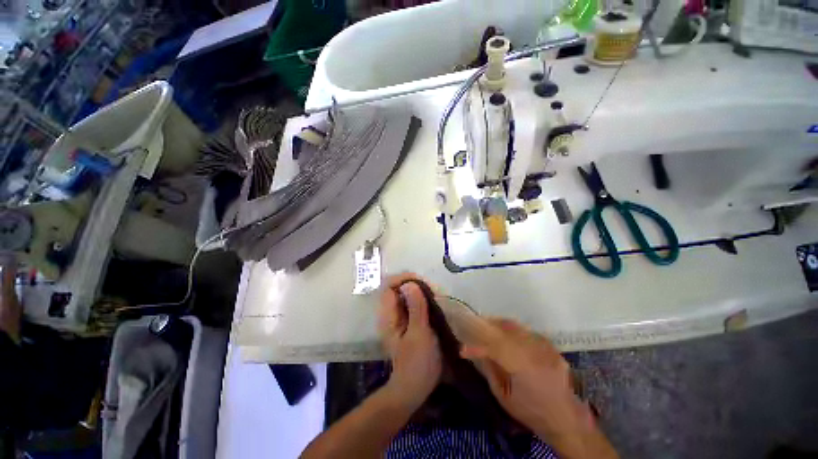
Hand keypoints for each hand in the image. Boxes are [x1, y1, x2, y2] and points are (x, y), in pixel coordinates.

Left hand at [378, 274, 441, 409]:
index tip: (422, 281)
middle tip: (433, 289)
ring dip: (420, 292)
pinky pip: (413, 304)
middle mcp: (390, 314)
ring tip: (436, 295)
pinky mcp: (407, 323)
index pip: (389, 286)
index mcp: (388, 316)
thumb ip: (415, 308)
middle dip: (414, 284)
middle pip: (398, 289)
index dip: (404, 279)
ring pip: (406, 296)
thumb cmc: (417, 363)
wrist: (415, 388)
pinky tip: (434, 304)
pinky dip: (423, 300)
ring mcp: (399, 318)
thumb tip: (410, 283)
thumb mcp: (419, 334)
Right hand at [461, 319, 615, 457]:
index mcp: (522, 367)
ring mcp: (544, 347)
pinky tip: (506, 331)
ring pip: (516, 327)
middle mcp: (534, 352)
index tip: (463, 350)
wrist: (566, 418)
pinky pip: (527, 331)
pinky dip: (513, 329)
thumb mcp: (505, 397)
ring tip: (487, 323)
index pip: (494, 348)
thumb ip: (490, 371)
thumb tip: (478, 353)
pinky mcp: (550, 346)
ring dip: (499, 324)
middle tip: (474, 324)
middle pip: (505, 330)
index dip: (477, 347)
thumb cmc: (531, 412)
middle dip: (487, 325)